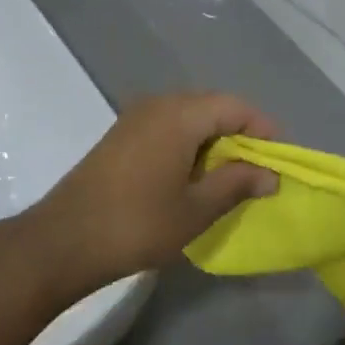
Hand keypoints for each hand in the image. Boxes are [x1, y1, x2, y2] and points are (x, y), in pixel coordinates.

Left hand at [27, 92, 279, 290]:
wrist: (64, 240)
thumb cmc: (138, 224)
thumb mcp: (197, 209)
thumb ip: (237, 183)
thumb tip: (270, 173)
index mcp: (180, 114)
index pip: (235, 106)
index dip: (263, 129)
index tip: (279, 160)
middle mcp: (158, 104)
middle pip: (212, 106)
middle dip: (240, 133)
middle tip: (258, 169)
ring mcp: (135, 117)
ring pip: (189, 116)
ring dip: (213, 139)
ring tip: (229, 175)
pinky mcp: (121, 134)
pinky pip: (168, 126)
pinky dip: (189, 143)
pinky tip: (192, 175)